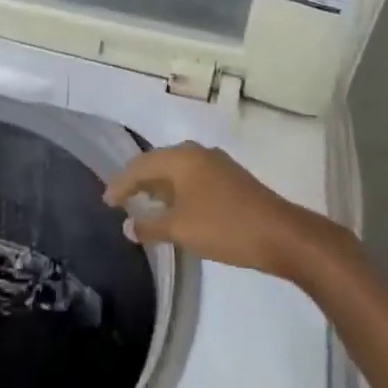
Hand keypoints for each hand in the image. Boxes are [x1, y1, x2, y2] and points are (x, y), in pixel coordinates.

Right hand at [103, 141, 339, 278]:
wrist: (281, 234)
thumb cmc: (224, 227)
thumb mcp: (181, 230)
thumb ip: (150, 226)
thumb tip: (127, 225)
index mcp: (181, 158)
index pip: (140, 165)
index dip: (121, 183)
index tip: (106, 201)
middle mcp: (196, 152)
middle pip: (158, 163)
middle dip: (138, 181)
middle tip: (121, 199)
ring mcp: (216, 164)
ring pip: (177, 171)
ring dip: (159, 187)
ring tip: (144, 204)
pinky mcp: (230, 179)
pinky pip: (192, 178)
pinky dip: (177, 191)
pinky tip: (176, 209)